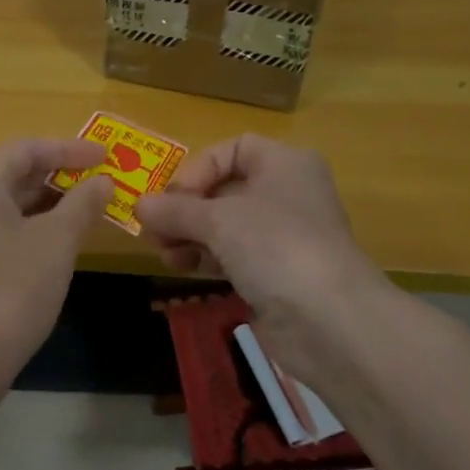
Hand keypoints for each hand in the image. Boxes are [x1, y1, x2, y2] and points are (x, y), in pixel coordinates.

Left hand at [0, 138, 115, 378]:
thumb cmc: (12, 286)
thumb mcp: (56, 240)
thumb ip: (82, 204)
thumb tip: (103, 181)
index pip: (27, 149)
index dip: (69, 149)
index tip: (106, 156)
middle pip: (16, 174)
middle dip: (61, 175)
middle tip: (103, 181)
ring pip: (12, 205)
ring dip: (52, 203)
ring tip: (92, 208)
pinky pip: (6, 230)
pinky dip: (37, 228)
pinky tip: (64, 241)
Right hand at [136, 135, 397, 388]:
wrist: (330, 320)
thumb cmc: (276, 246)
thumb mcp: (218, 220)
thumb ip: (175, 210)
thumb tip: (139, 205)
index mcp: (285, 164)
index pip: (234, 149)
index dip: (199, 168)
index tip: (172, 196)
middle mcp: (288, 194)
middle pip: (226, 189)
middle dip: (186, 208)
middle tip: (153, 228)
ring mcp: (285, 237)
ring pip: (227, 226)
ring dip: (191, 235)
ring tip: (164, 252)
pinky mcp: (278, 274)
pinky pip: (234, 256)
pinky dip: (207, 258)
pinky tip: (182, 268)